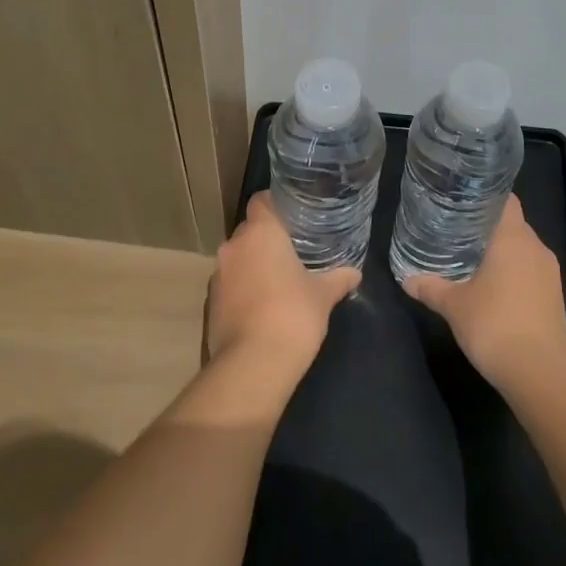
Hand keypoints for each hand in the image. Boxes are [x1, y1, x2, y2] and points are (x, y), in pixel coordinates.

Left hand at [205, 193, 358, 375]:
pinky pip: (230, 284)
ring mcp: (217, 276)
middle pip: (249, 230)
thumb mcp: (323, 295)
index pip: (261, 200)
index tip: (294, 214)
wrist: (253, 365)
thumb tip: (355, 273)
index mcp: (260, 232)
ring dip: (254, 265)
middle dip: (268, 238)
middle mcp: (233, 246)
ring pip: (238, 258)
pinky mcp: (210, 303)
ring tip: (279, 279)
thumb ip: (339, 278)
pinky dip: (244, 289)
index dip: (276, 203)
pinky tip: (263, 305)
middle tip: (294, 248)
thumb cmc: (293, 315)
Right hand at [401, 195, 565, 389]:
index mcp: (513, 238)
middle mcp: (536, 248)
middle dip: (489, 228)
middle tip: (459, 232)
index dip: (486, 198)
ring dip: (503, 255)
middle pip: (513, 226)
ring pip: (524, 251)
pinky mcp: (555, 298)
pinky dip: (515, 276)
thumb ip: (430, 288)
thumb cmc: (493, 324)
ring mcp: (550, 274)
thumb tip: (407, 279)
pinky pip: (532, 274)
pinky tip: (495, 291)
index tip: (464, 201)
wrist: (538, 371)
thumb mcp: (453, 305)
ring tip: (473, 261)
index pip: (506, 200)